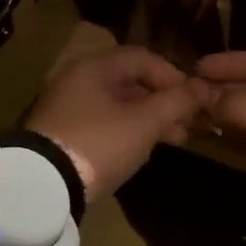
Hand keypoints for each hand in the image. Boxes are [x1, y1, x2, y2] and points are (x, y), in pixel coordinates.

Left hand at [26, 45, 205, 203]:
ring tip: (175, 139)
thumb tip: (203, 86)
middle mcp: (78, 80)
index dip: (173, 74)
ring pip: (119, 105)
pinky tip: (144, 149)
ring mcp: (68, 109)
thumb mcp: (144, 123)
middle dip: (164, 101)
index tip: (194, 99)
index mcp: (94, 67)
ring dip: (149, 119)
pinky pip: (104, 123)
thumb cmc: (99, 143)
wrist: (42, 187)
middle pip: (130, 81)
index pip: (142, 57)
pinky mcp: (63, 135)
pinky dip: (128, 131)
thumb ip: (176, 102)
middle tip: (189, 123)